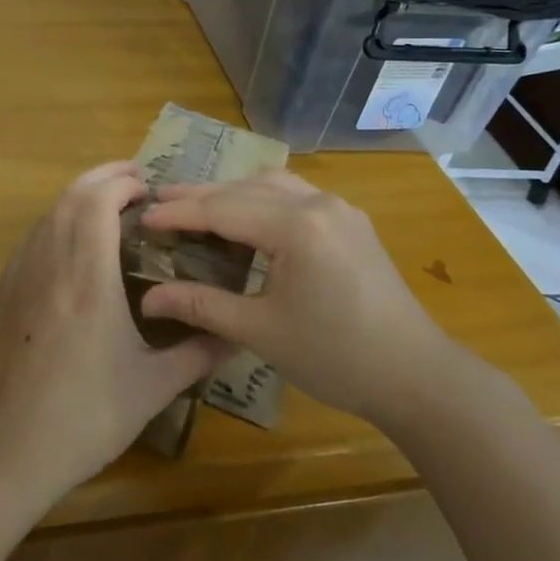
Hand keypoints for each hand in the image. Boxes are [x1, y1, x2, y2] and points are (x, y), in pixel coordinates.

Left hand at [0, 163, 229, 501]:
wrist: (0, 450)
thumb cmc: (82, 417)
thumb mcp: (150, 388)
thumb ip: (197, 354)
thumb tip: (237, 334)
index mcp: (88, 277)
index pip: (98, 201)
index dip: (122, 182)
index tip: (148, 188)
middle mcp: (50, 262)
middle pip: (70, 197)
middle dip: (101, 177)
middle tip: (133, 181)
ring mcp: (19, 275)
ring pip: (48, 215)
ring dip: (78, 198)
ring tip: (108, 207)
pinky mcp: (1, 293)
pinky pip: (33, 239)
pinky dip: (57, 223)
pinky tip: (73, 248)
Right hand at [138, 171, 450, 429]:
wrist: (416, 375)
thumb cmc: (335, 357)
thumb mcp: (260, 331)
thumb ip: (202, 305)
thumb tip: (149, 297)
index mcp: (296, 226)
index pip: (223, 209)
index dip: (179, 213)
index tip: (143, 216)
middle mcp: (318, 203)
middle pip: (245, 189)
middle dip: (200, 196)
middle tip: (158, 201)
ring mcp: (339, 209)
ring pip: (271, 185)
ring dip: (232, 192)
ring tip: (197, 206)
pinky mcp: (351, 222)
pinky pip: (295, 195)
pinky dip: (261, 199)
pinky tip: (248, 216)